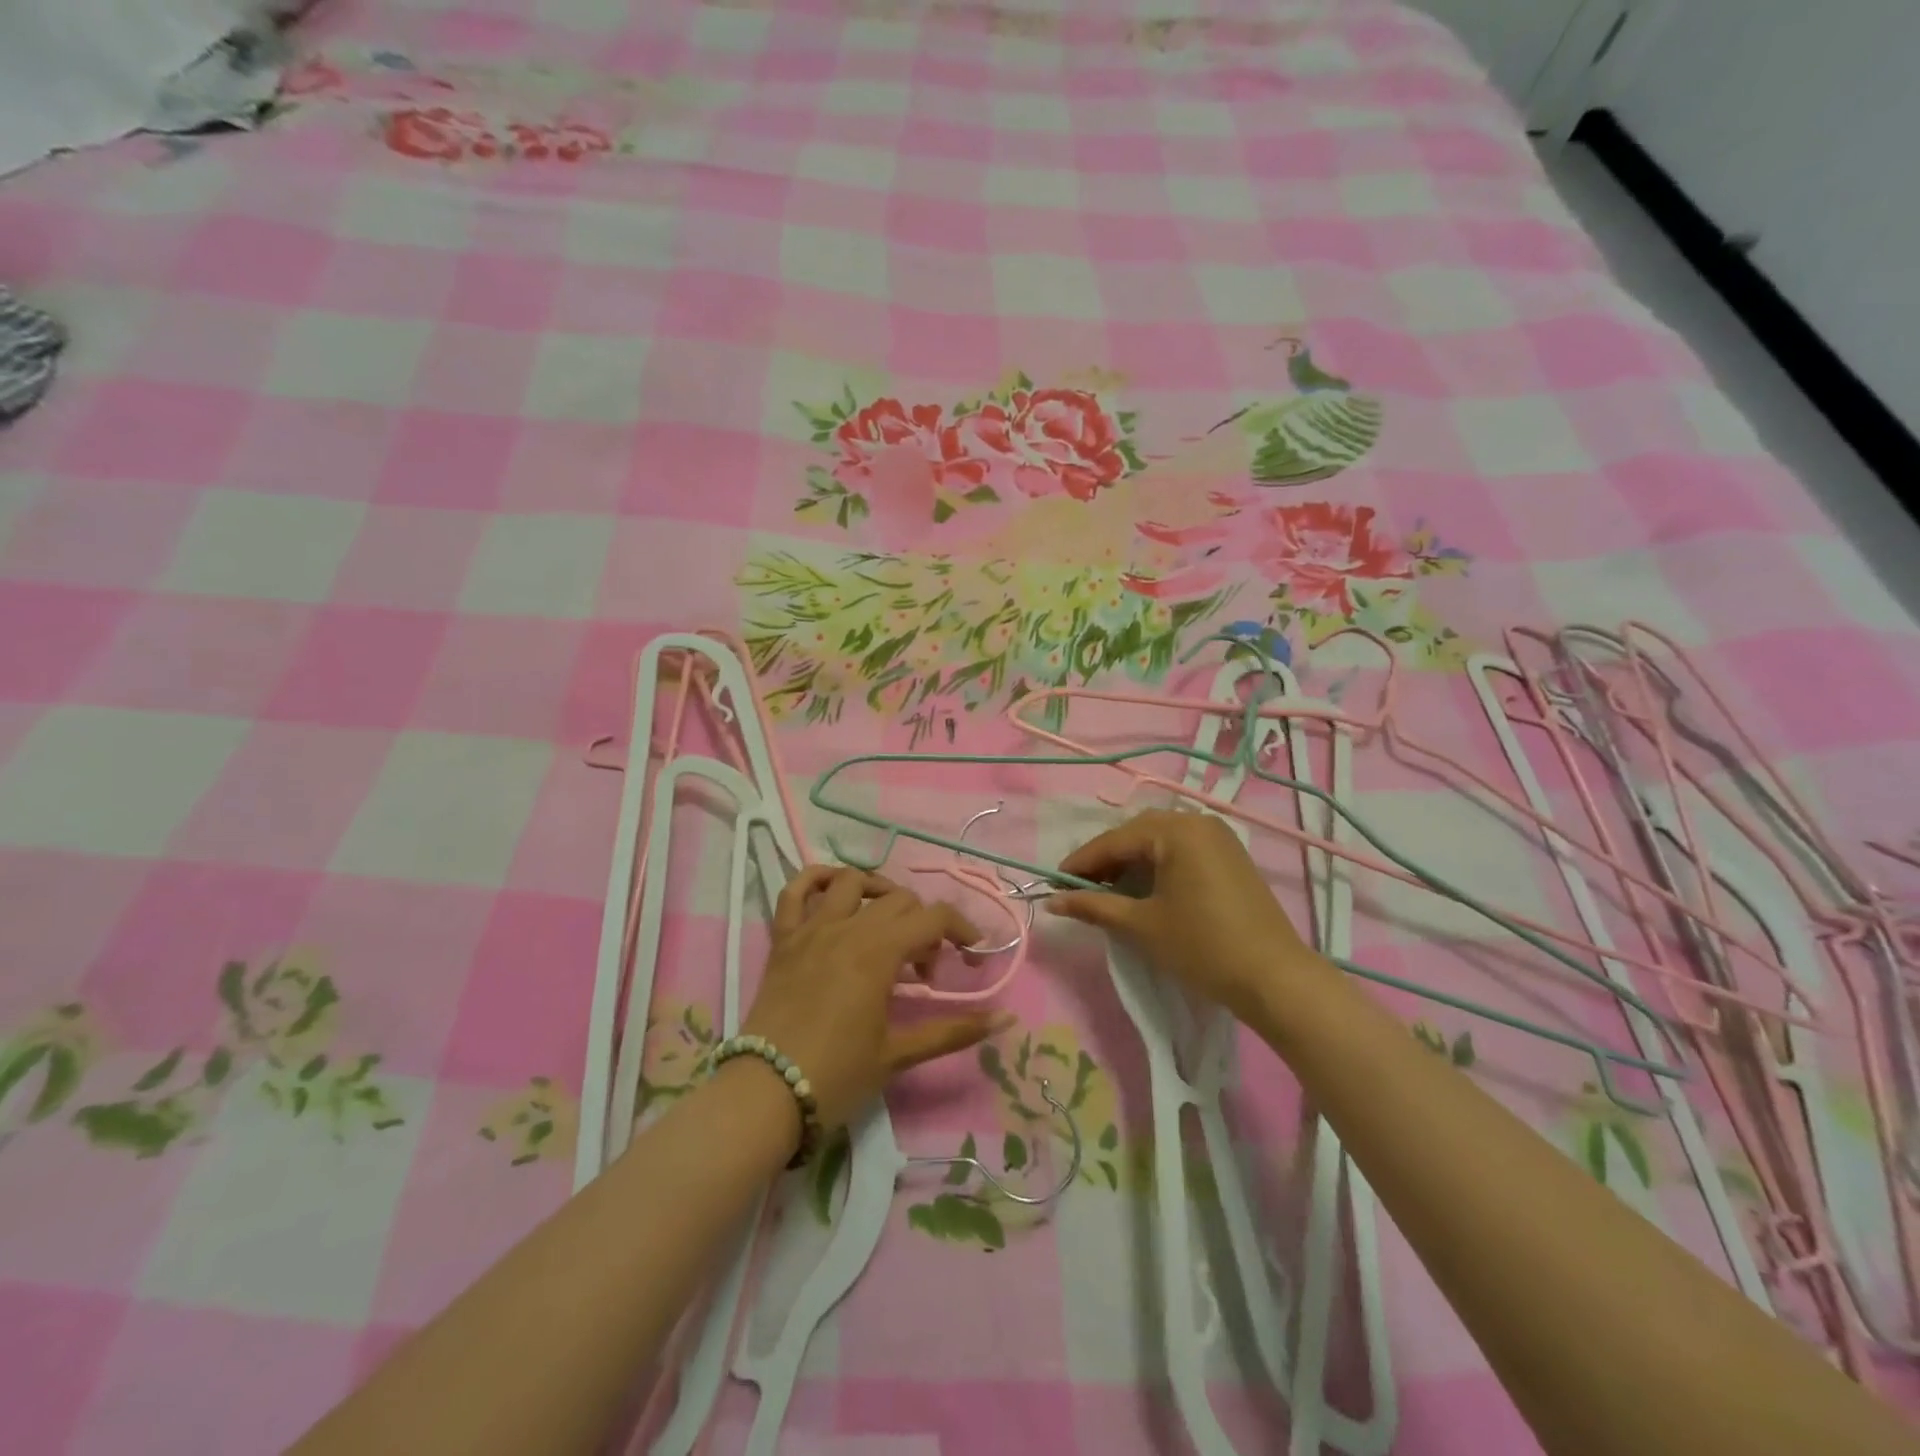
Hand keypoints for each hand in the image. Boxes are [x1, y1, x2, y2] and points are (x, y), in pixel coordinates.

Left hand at [741, 867, 1006, 1133]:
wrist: (766, 1096)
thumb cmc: (838, 1076)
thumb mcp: (899, 1054)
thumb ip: (954, 1030)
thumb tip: (1005, 1019)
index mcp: (879, 952)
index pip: (934, 917)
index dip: (962, 929)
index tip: (972, 956)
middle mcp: (847, 927)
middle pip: (899, 900)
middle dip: (923, 926)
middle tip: (923, 968)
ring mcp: (811, 928)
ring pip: (853, 882)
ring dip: (879, 892)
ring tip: (888, 922)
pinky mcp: (783, 939)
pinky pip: (795, 891)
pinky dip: (816, 879)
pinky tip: (835, 890)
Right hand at [1047, 809, 1325, 1022]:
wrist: (1275, 979)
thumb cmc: (1202, 946)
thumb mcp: (1141, 925)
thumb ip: (1093, 907)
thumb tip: (1052, 901)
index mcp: (1176, 830)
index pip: (1114, 840)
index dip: (1080, 863)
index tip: (1052, 883)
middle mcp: (1198, 822)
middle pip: (1136, 835)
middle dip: (1105, 862)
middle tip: (1078, 889)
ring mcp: (1218, 838)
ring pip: (1159, 843)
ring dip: (1130, 864)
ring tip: (1106, 893)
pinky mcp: (1230, 857)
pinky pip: (1181, 852)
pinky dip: (1156, 868)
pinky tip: (1142, 891)